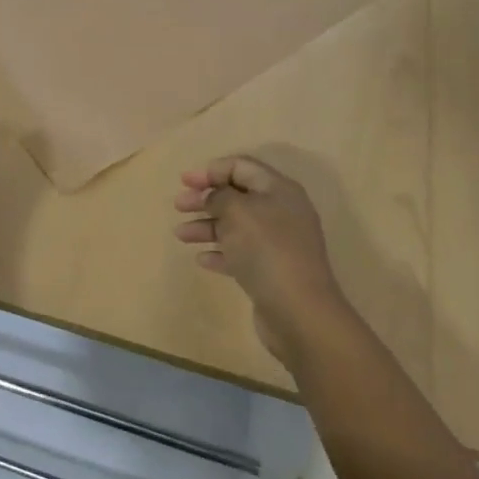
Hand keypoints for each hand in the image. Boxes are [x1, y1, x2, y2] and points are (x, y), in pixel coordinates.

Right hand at [174, 155, 351, 365]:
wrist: (299, 312)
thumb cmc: (266, 250)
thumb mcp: (237, 212)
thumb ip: (219, 196)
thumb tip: (212, 197)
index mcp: (278, 190)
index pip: (241, 167)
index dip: (211, 170)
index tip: (184, 181)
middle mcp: (281, 212)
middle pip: (237, 196)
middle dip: (205, 199)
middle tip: (178, 206)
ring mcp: (278, 244)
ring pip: (236, 226)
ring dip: (207, 227)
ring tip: (180, 235)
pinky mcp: (272, 271)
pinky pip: (241, 254)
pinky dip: (220, 253)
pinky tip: (202, 259)